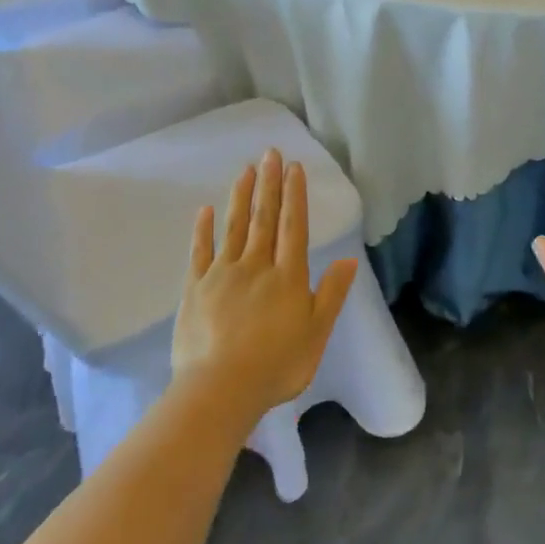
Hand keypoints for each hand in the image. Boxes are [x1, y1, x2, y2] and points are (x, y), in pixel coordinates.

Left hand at [173, 150, 357, 419]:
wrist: (220, 390)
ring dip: (241, 197)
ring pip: (233, 227)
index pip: (293, 226)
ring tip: (245, 170)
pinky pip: (200, 253)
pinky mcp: (195, 289)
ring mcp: (222, 275)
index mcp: (287, 276)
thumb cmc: (276, 365)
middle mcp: (256, 266)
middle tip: (270, 153)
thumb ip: (332, 294)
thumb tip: (349, 259)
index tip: (294, 168)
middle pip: (263, 218)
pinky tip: (205, 210)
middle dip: (269, 184)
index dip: (294, 196)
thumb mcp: (316, 332)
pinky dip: (203, 230)